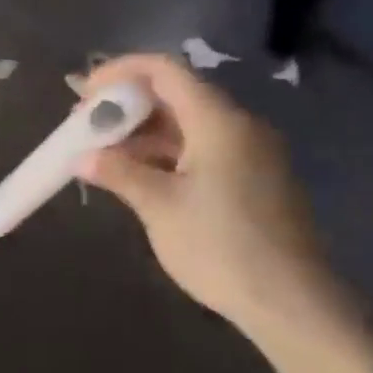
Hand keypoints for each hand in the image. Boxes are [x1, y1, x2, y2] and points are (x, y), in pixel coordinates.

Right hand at [78, 54, 342, 338]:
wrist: (290, 301)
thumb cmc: (220, 247)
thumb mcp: (160, 208)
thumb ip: (120, 173)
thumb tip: (83, 158)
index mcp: (218, 122)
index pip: (164, 70)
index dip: (120, 72)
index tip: (83, 94)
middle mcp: (237, 126)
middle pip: (175, 95)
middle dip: (126, 105)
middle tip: (85, 126)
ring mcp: (248, 153)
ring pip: (186, 124)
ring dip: (142, 132)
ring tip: (101, 152)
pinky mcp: (251, 179)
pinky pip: (201, 148)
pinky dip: (165, 153)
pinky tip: (137, 174)